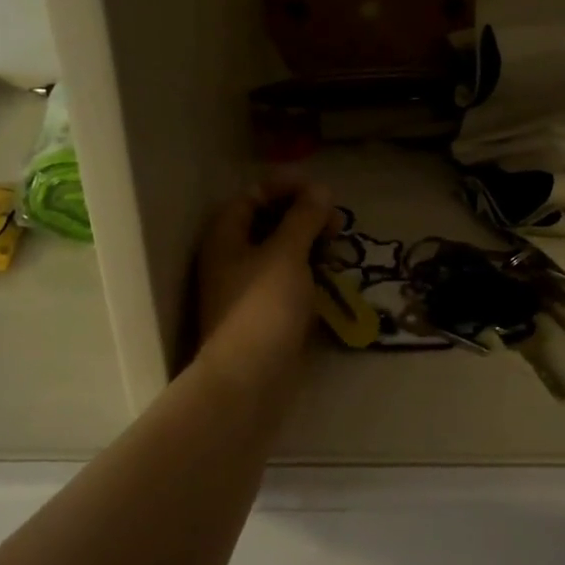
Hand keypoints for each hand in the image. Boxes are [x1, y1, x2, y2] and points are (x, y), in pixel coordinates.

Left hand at [197, 180, 334, 387]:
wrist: (250, 377)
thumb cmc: (264, 306)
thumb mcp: (287, 253)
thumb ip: (304, 218)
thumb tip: (321, 190)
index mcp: (226, 236)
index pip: (253, 196)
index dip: (285, 187)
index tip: (321, 191)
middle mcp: (231, 258)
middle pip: (267, 223)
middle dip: (303, 217)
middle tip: (337, 222)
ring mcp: (246, 288)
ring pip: (280, 254)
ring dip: (309, 245)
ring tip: (338, 249)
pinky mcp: (263, 314)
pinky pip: (286, 281)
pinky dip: (307, 274)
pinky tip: (330, 279)